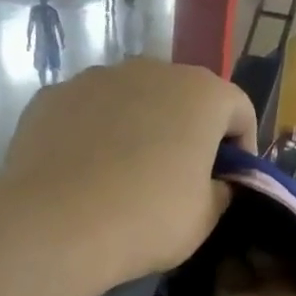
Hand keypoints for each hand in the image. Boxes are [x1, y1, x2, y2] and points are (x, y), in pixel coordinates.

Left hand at [3, 62, 256, 281]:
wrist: (56, 225)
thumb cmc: (146, 220)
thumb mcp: (204, 219)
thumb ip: (222, 191)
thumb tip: (216, 183)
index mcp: (201, 94)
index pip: (239, 110)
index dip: (243, 148)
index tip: (231, 182)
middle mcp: (151, 70)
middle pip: (183, 98)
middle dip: (188, 132)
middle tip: (180, 178)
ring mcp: (96, 78)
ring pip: (132, 100)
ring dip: (140, 128)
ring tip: (127, 175)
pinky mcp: (53, 96)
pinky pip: (88, 113)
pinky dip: (95, 134)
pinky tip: (86, 174)